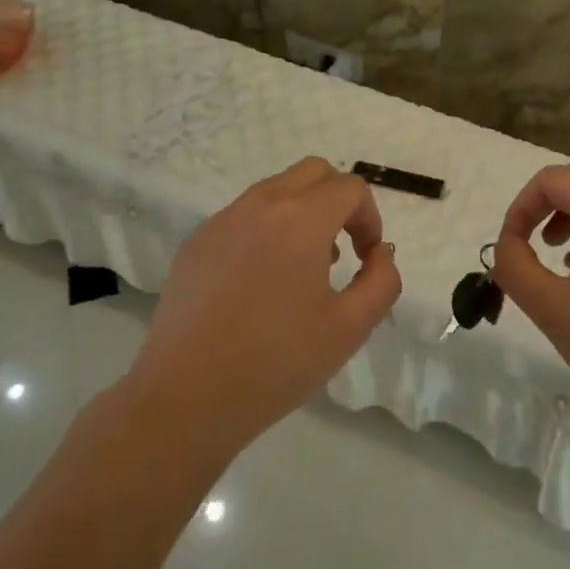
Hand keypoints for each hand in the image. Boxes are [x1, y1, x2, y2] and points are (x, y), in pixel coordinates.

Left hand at [132, 158, 401, 451]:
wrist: (187, 396)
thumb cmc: (277, 363)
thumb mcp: (350, 328)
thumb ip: (382, 281)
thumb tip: (380, 253)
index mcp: (300, 220)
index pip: (349, 188)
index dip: (370, 218)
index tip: (367, 258)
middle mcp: (260, 205)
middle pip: (312, 172)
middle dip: (338, 201)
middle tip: (343, 249)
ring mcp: (222, 220)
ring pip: (275, 189)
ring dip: (302, 212)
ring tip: (303, 269)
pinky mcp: (195, 242)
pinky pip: (243, 215)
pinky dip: (266, 229)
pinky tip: (260, 283)